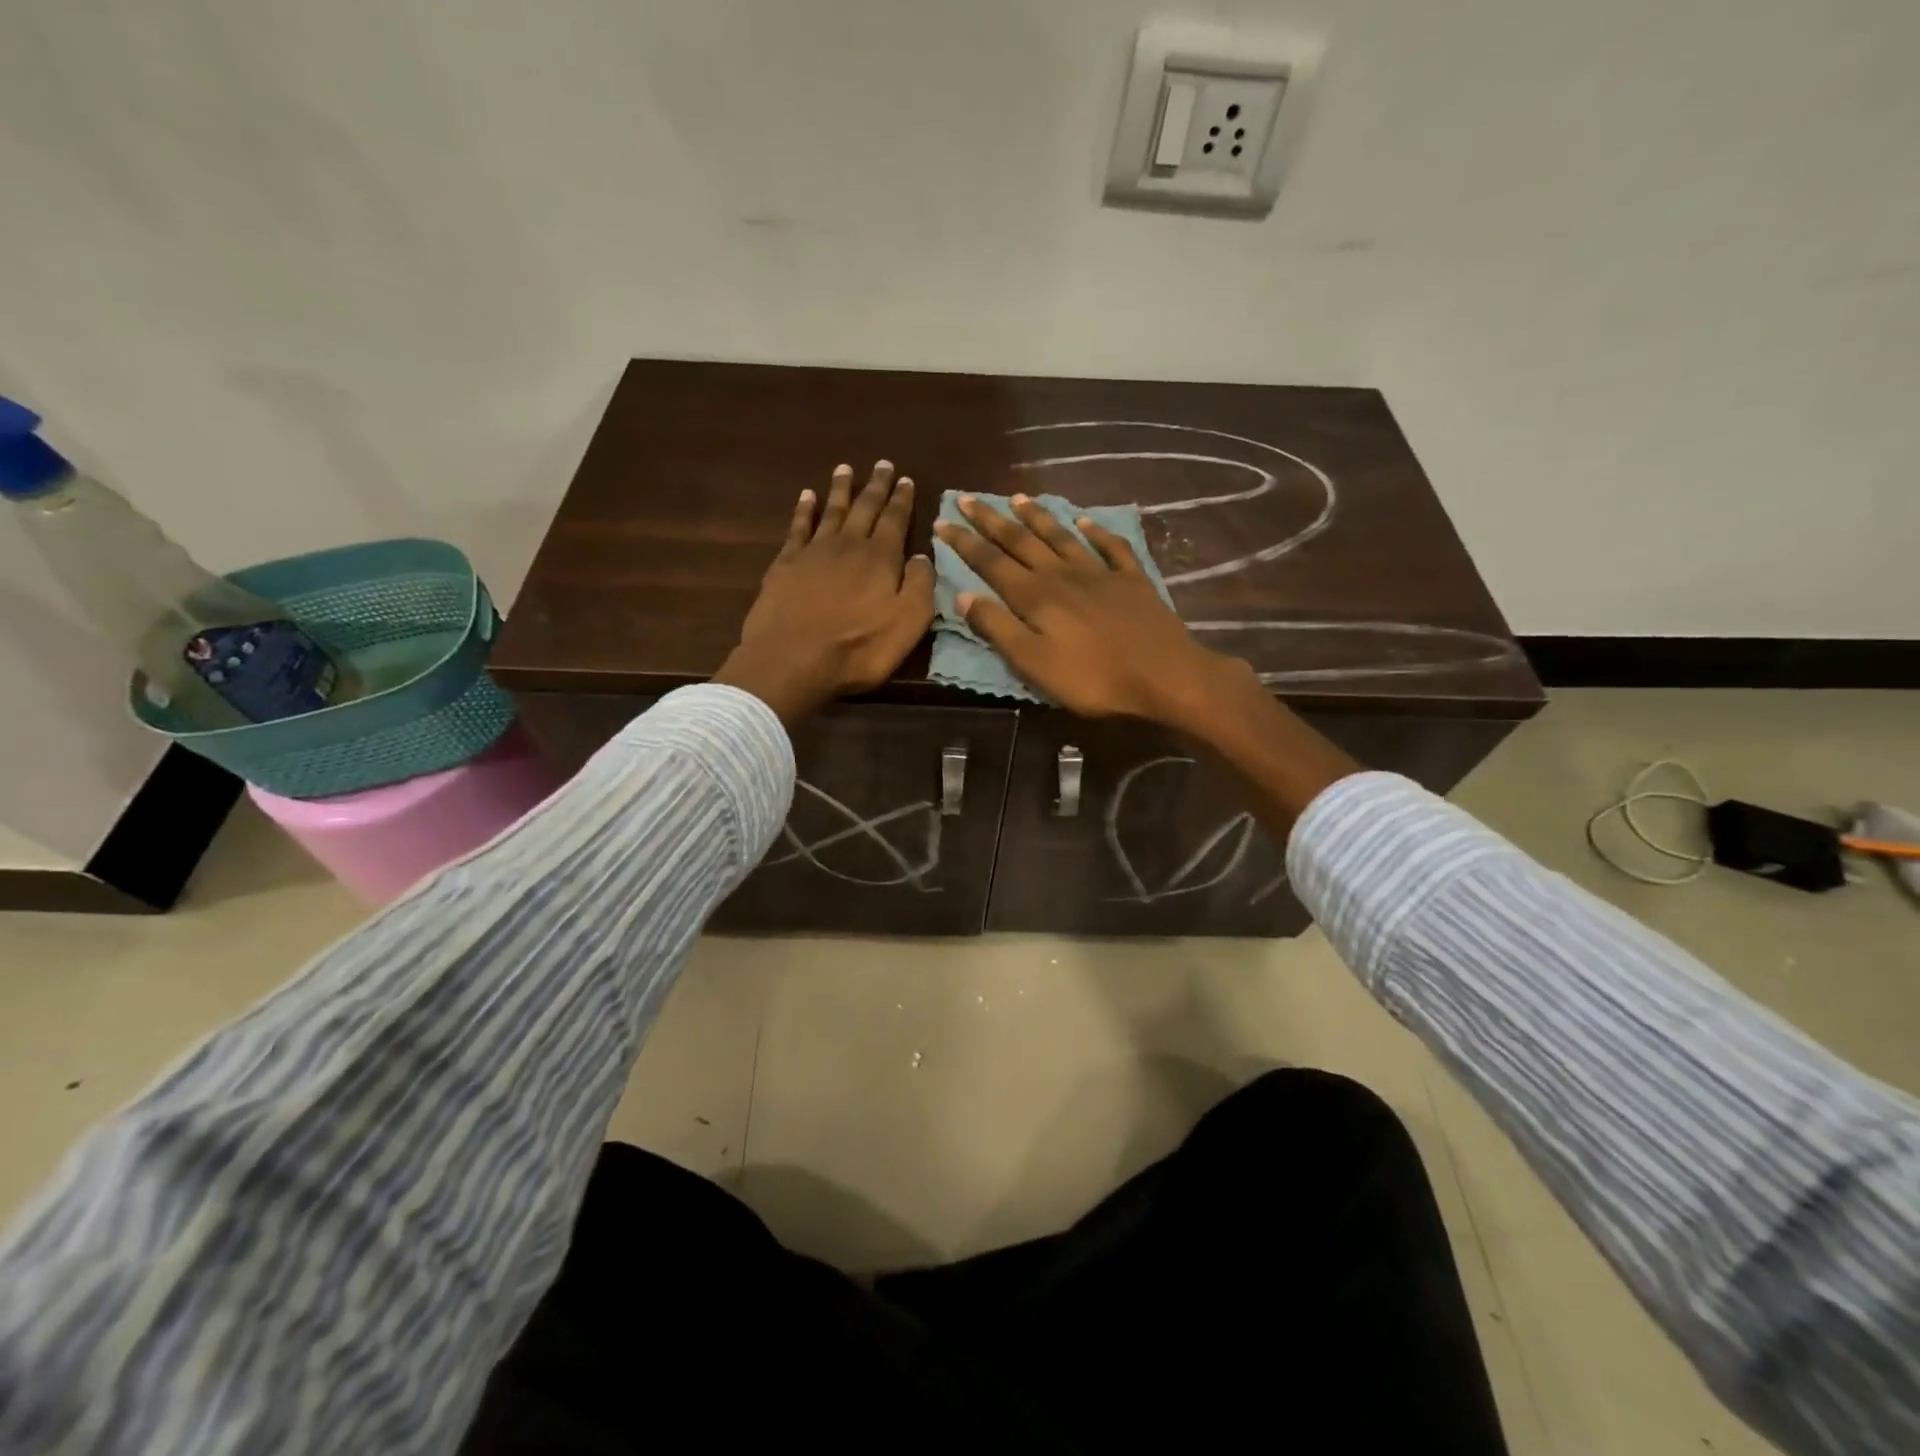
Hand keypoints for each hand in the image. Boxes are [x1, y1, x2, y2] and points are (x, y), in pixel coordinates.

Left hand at [715, 461, 934, 725]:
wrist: (793, 659)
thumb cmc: (859, 648)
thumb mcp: (908, 623)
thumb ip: (920, 586)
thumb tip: (923, 555)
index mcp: (881, 558)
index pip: (895, 520)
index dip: (902, 499)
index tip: (906, 479)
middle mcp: (849, 544)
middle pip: (865, 508)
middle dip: (876, 486)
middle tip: (882, 464)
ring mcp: (814, 551)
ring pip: (832, 510)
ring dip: (841, 489)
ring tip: (845, 469)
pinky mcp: (785, 564)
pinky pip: (798, 527)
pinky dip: (804, 510)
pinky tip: (806, 497)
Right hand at [935, 493, 1244, 727]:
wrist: (1164, 675)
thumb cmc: (1092, 678)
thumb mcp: (1033, 663)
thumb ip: (997, 628)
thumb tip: (963, 595)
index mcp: (1035, 596)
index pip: (991, 562)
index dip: (965, 542)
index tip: (943, 520)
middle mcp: (1062, 575)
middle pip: (1021, 541)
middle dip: (992, 520)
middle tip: (969, 498)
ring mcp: (1100, 573)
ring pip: (1061, 536)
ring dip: (1038, 516)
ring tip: (1018, 497)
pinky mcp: (1131, 580)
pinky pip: (1110, 547)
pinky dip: (1096, 531)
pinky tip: (1086, 520)